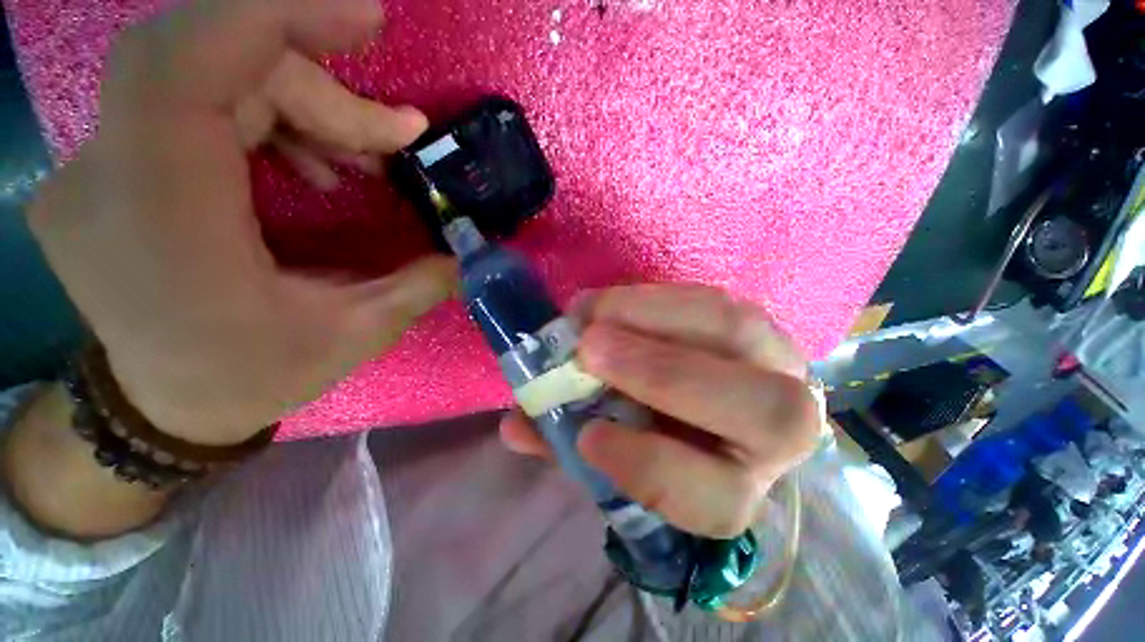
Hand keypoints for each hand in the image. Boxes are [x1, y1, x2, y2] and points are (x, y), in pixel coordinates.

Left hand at [27, 0, 453, 444]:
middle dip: (315, 85)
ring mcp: (94, 170)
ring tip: (361, 157)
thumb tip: (465, 249)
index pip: (185, 62)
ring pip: (198, 75)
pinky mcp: (108, 169)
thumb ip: (416, 284)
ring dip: (295, 102)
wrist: (166, 407)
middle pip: (207, 62)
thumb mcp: (354, 336)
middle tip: (393, 135)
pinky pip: (184, 102)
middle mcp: (105, 179)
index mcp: (161, 224)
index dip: (273, 13)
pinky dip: (261, 114)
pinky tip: (309, 161)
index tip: (364, 20)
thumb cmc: (254, 378)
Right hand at [500, 284, 820, 537]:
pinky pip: (711, 299)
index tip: (587, 435)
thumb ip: (566, 441)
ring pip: (737, 334)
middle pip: (765, 413)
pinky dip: (653, 298)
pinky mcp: (753, 321)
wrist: (698, 395)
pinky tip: (610, 303)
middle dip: (664, 376)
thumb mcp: (609, 449)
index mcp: (734, 485)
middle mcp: (776, 431)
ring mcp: (776, 363)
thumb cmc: (651, 434)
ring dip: (650, 318)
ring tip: (589, 316)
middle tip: (587, 347)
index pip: (718, 500)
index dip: (651, 467)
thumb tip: (514, 426)